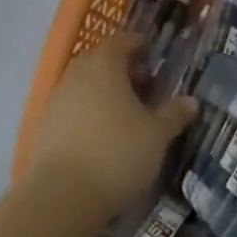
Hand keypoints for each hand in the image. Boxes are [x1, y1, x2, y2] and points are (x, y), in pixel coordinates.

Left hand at [28, 32, 194, 217]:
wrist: (62, 195)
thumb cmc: (117, 153)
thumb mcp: (157, 135)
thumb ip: (174, 114)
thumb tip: (191, 101)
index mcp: (104, 64)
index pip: (121, 41)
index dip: (137, 45)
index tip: (151, 55)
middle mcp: (77, 74)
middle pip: (100, 61)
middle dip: (122, 69)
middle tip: (144, 86)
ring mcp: (57, 99)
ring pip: (84, 84)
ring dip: (104, 91)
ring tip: (126, 114)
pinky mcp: (45, 125)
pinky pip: (72, 108)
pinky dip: (88, 112)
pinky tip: (102, 135)